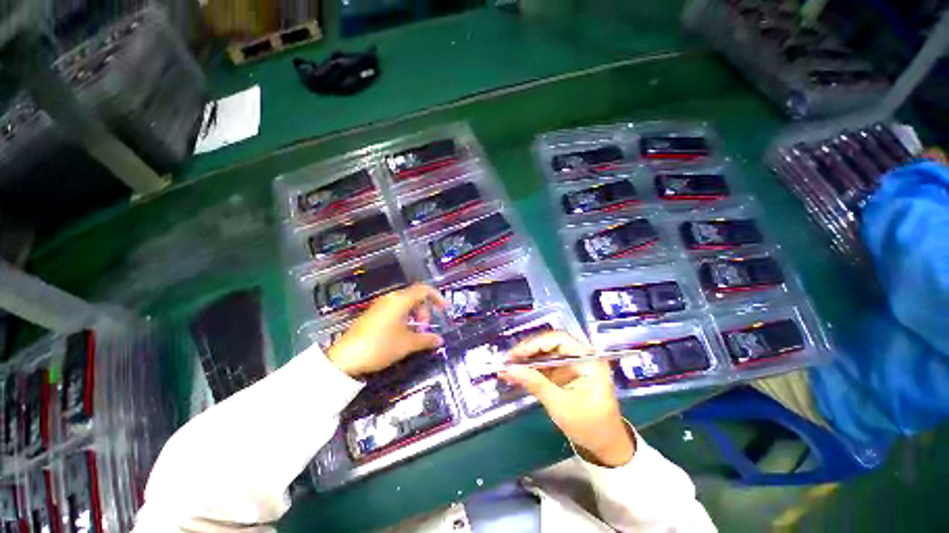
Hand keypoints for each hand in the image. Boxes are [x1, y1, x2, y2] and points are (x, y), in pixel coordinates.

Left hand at [327, 284, 446, 376]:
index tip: (445, 310)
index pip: (424, 290)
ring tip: (416, 333)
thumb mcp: (407, 344)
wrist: (345, 358)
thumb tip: (440, 340)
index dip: (437, 297)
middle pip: (415, 296)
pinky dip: (405, 318)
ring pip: (405, 304)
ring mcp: (380, 306)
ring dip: (415, 315)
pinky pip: (395, 310)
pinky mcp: (374, 314)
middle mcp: (391, 299)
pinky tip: (403, 334)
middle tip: (426, 328)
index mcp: (400, 300)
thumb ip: (426, 339)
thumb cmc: (380, 346)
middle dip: (425, 311)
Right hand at [500, 331, 634, 466]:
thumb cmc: (590, 426)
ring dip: (526, 359)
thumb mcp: (561, 406)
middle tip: (508, 359)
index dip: (536, 343)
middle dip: (528, 350)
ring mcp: (571, 364)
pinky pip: (544, 364)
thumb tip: (510, 369)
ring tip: (507, 367)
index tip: (517, 354)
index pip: (559, 340)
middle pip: (550, 343)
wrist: (604, 446)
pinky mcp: (564, 372)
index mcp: (588, 360)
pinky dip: (529, 368)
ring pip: (544, 353)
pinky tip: (515, 373)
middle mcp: (580, 356)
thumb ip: (536, 384)